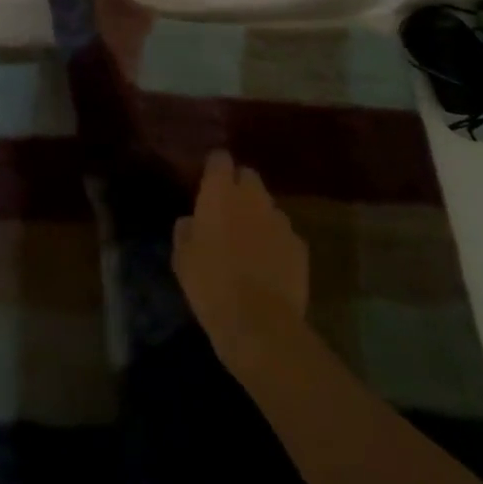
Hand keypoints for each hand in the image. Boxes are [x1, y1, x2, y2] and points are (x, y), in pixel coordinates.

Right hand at [173, 151, 310, 379]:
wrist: (260, 324)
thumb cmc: (211, 285)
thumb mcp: (182, 258)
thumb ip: (185, 231)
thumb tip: (191, 221)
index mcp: (220, 193)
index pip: (220, 159)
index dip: (215, 168)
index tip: (209, 182)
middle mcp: (253, 197)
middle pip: (248, 176)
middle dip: (239, 188)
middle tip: (228, 213)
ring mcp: (280, 220)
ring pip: (268, 207)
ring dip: (258, 217)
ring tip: (249, 244)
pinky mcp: (300, 246)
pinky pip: (285, 235)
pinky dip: (276, 243)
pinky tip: (269, 266)